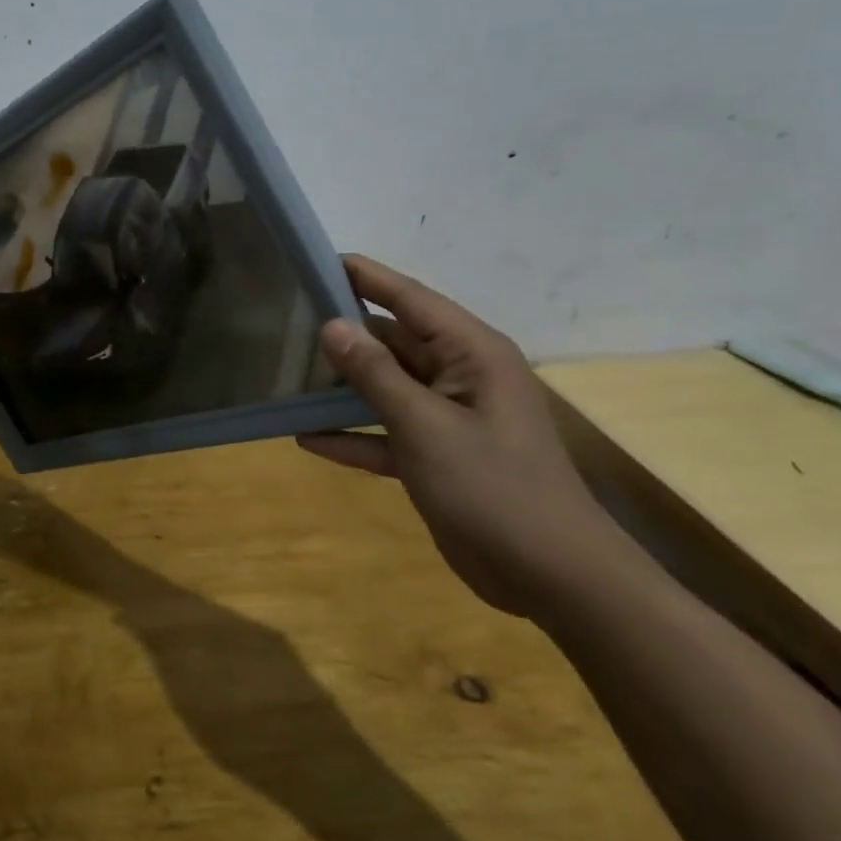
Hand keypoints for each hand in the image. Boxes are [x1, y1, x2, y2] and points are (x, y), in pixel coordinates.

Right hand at [296, 256, 629, 619]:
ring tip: (287, 373)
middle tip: (285, 321)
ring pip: (386, 386)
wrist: (554, 579)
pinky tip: (306, 439)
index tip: (315, 261)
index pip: (409, 298)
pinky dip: (352, 436)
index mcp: (471, 352)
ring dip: (343, 385)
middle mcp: (460, 375)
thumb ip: (375, 373)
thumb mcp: (425, 425)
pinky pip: (386, 433)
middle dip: (344, 333)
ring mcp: (448, 417)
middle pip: (393, 341)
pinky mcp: (437, 456)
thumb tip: (332, 325)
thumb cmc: (493, 487)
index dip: (364, 277)